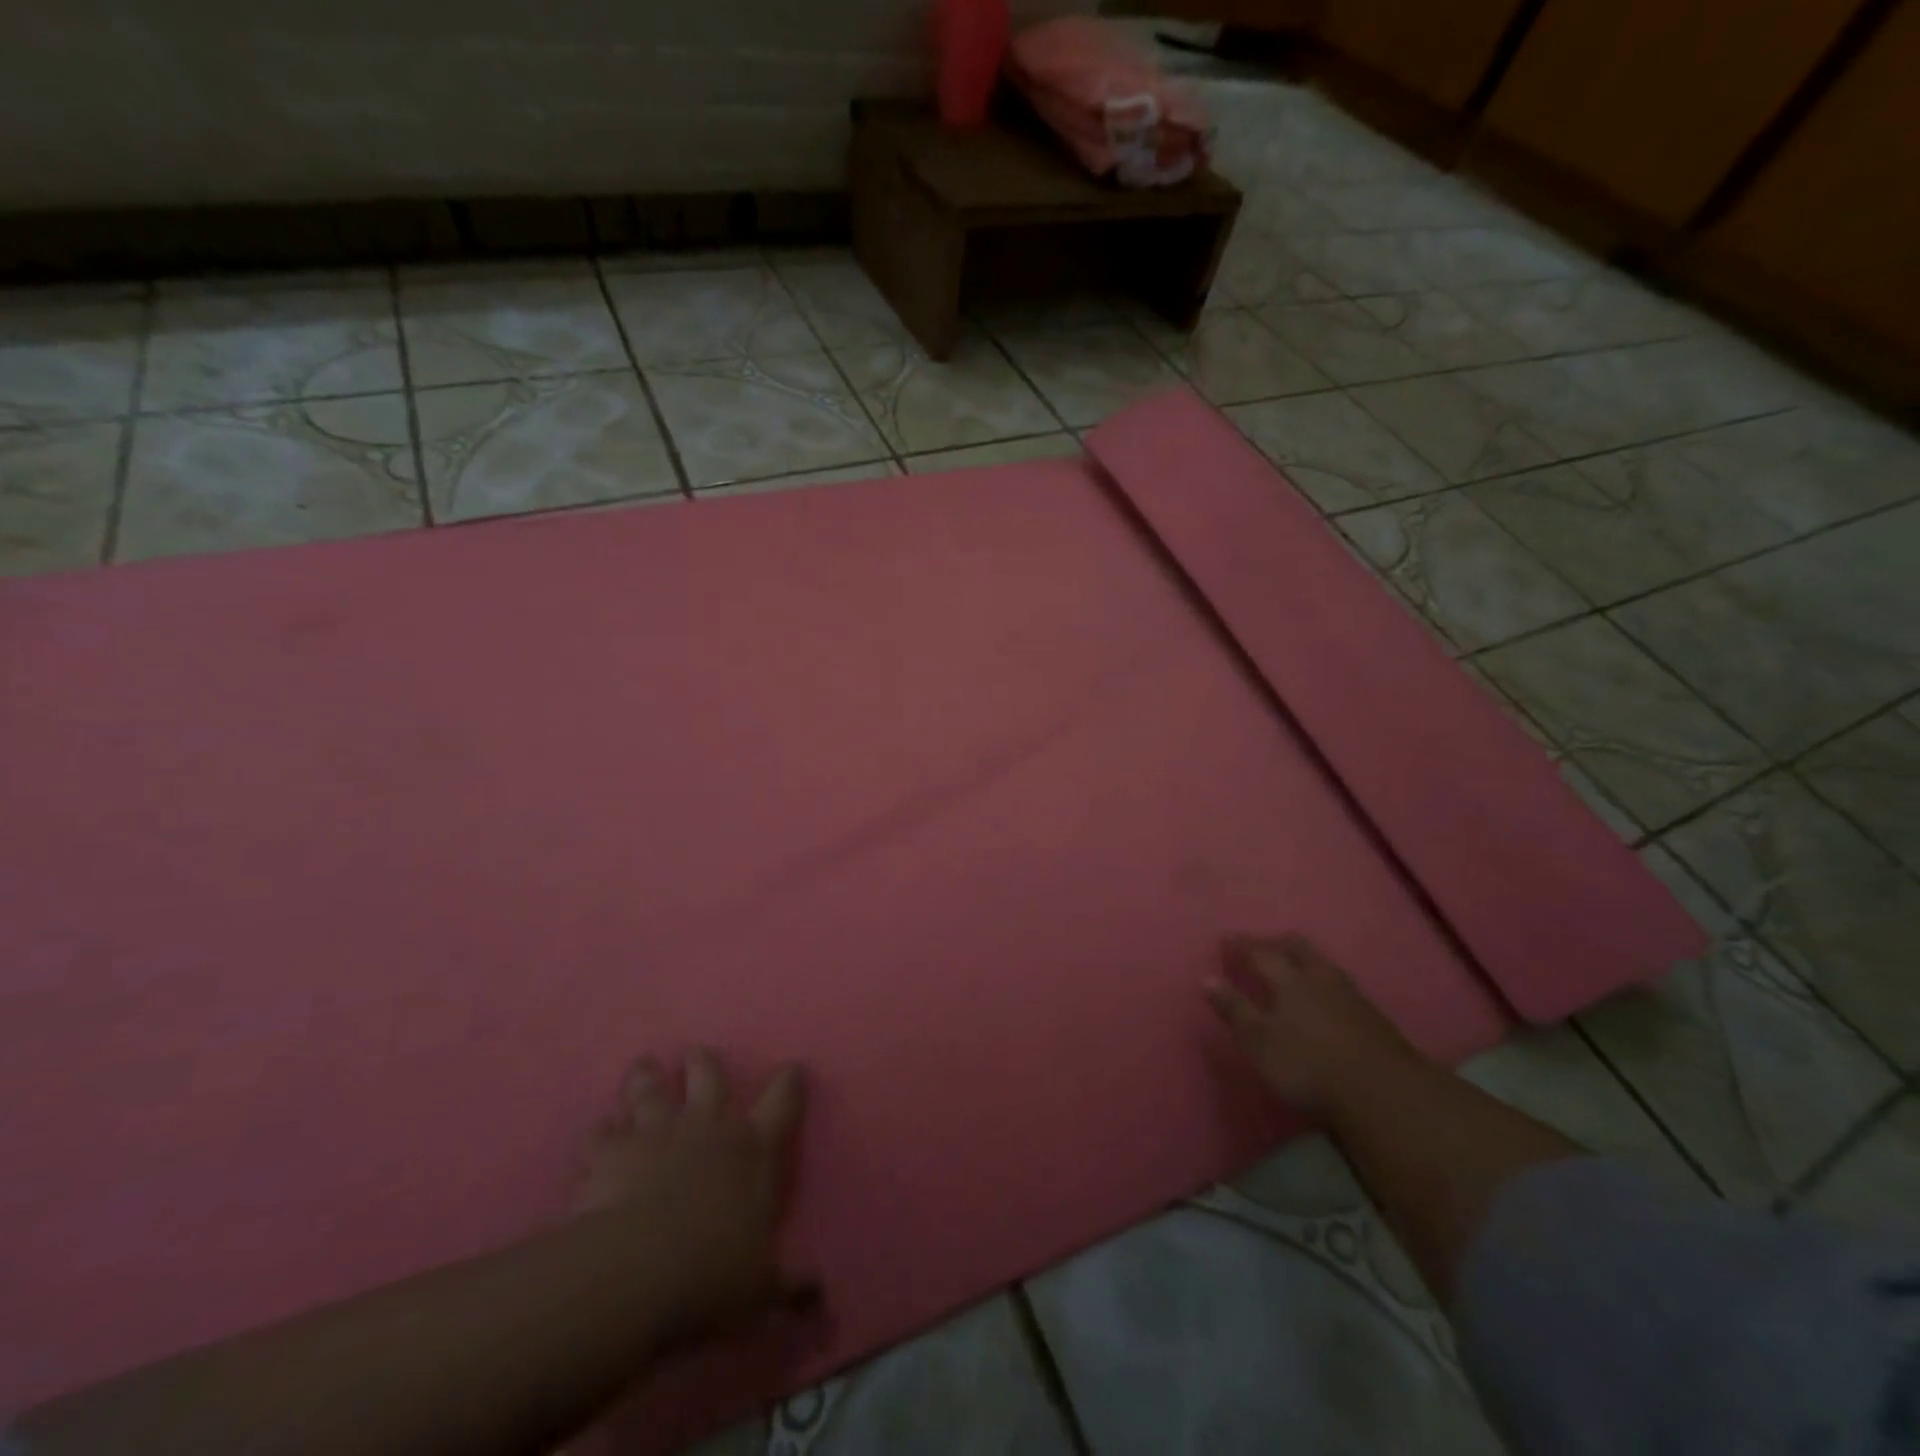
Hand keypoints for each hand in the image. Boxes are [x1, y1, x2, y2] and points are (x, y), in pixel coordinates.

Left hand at [576, 1050, 811, 1336]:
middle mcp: (708, 1127)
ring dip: (647, 1078)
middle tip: (696, 1054)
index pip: (782, 1101)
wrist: (637, 1274)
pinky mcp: (610, 1152)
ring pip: (652, 1091)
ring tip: (644, 1066)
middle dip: (703, 1063)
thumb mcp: (761, 1289)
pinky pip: (601, 1132)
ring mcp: (657, 1133)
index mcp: (752, 1149)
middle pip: (708, 1076)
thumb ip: (790, 1287)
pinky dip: (601, 1133)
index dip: (789, 1081)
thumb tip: (821, 1299)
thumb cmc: (712, 1275)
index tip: (792, 1068)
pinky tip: (598, 1134)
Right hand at [1207, 934, 1422, 1114]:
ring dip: (1304, 958)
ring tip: (1293, 964)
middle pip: (1297, 948)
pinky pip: (1340, 983)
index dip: (1242, 945)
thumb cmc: (1309, 1066)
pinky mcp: (1372, 1017)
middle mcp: (1319, 978)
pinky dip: (1323, 979)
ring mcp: (1350, 995)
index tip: (1226, 939)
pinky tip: (1324, 994)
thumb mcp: (1259, 1042)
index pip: (1260, 953)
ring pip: (1322, 963)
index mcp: (1289, 980)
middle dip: (1276, 942)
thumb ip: (1234, 1009)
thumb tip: (1207, 978)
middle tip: (1262, 945)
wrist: (1385, 1093)